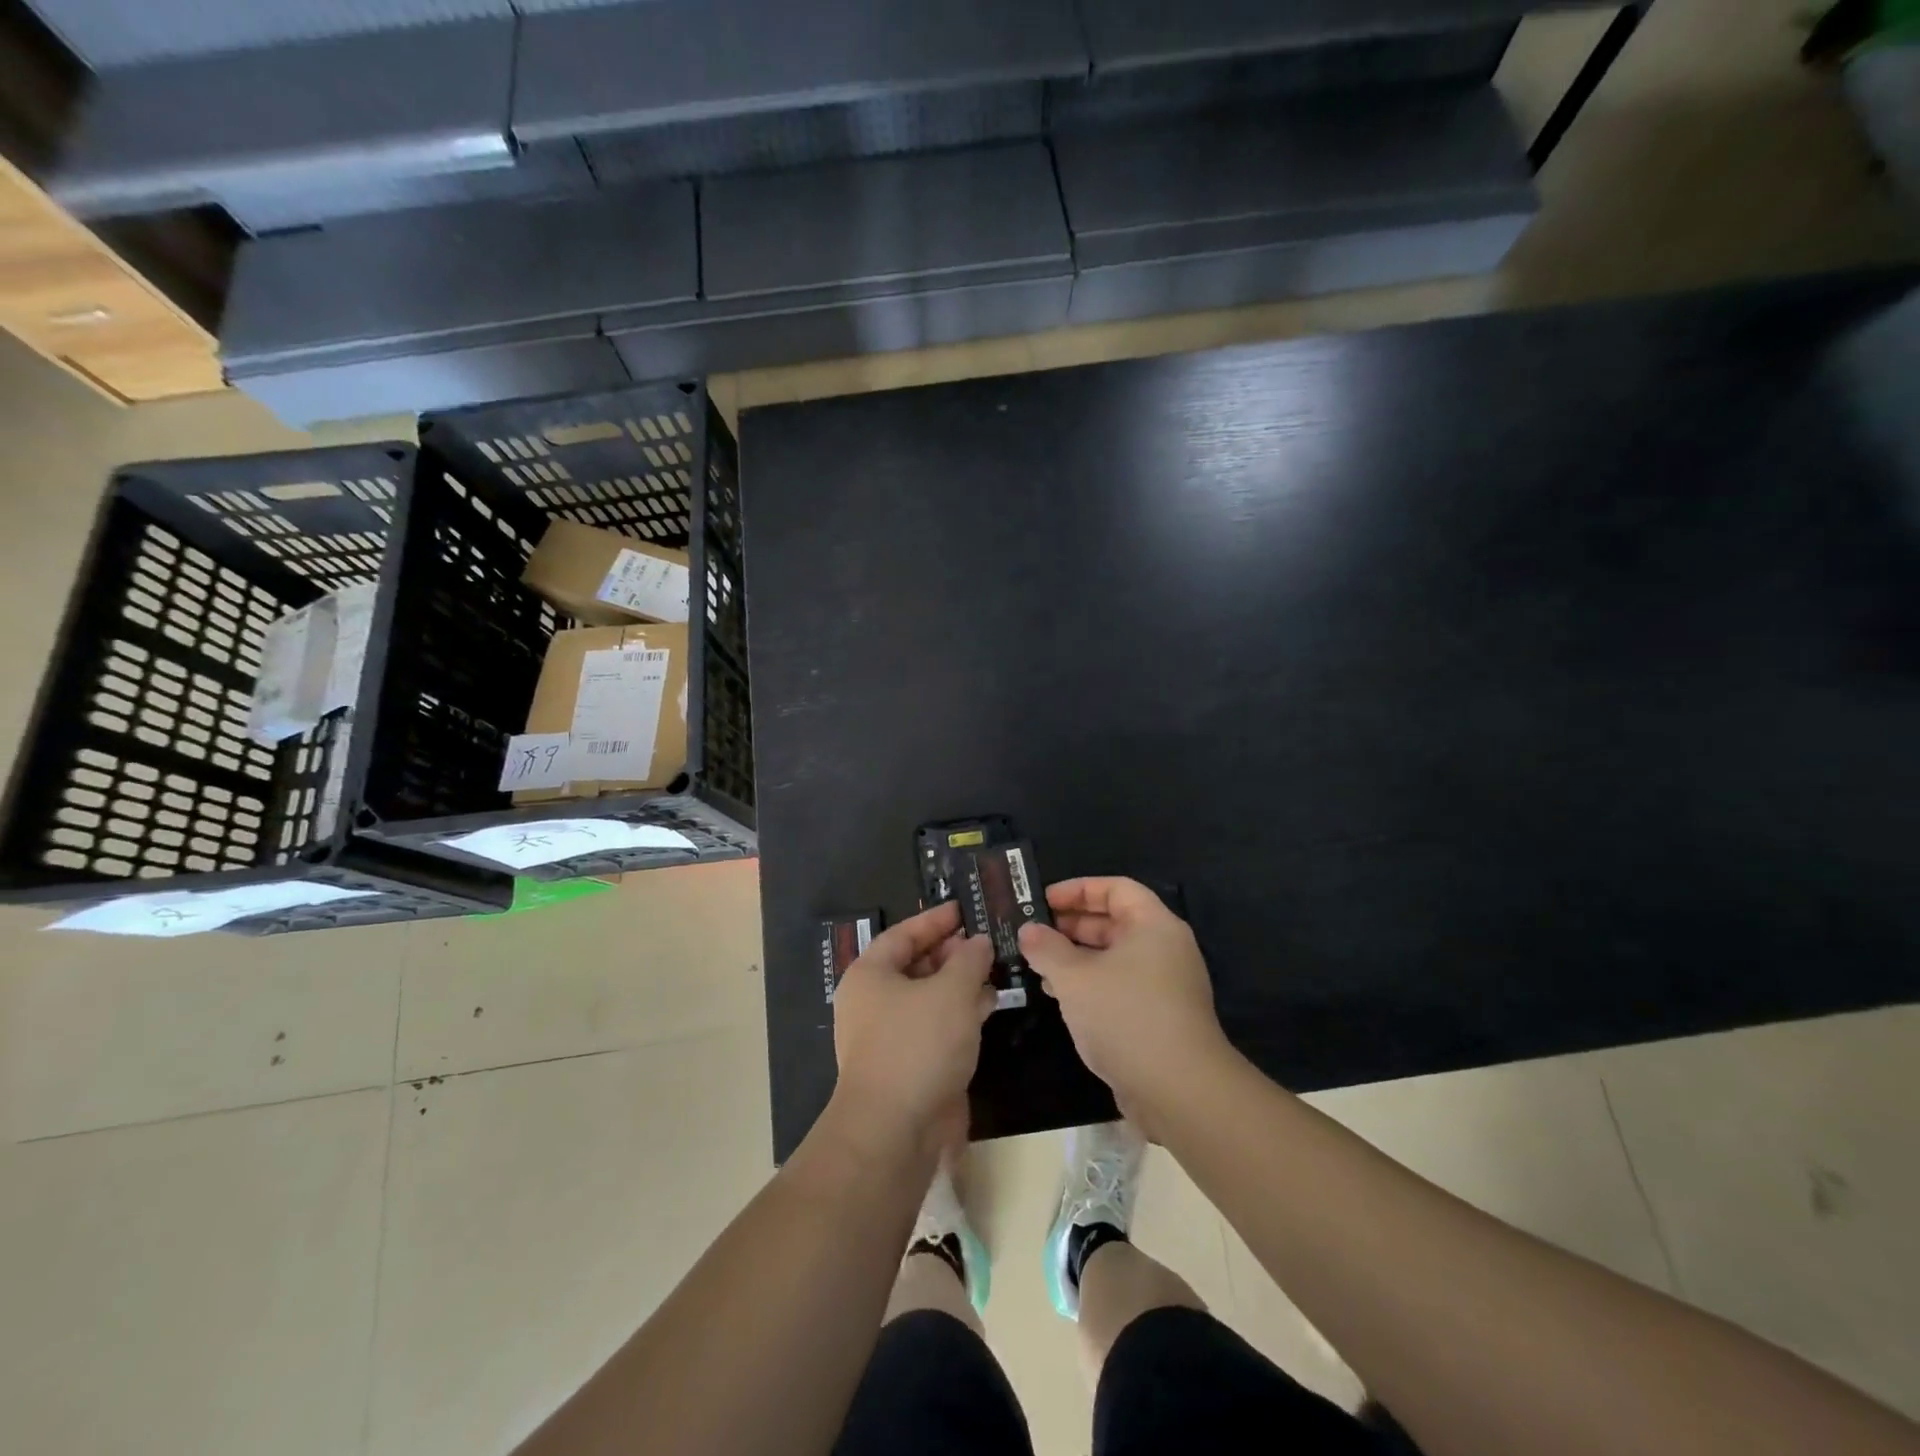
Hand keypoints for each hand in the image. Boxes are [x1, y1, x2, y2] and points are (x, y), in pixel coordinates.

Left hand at [831, 901, 994, 1153]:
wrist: (895, 1131)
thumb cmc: (918, 1045)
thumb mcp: (952, 991)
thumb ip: (969, 960)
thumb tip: (979, 943)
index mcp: (870, 975)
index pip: (903, 934)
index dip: (935, 920)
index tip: (964, 909)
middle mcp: (872, 1002)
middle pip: (914, 965)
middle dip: (951, 953)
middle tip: (986, 943)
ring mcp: (888, 1037)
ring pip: (927, 998)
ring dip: (959, 984)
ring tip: (995, 970)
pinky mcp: (906, 1065)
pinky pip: (934, 1027)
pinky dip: (959, 1014)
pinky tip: (988, 1007)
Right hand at [1017, 878, 1232, 1125]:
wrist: (1179, 1090)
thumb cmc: (1126, 1016)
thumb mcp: (1075, 977)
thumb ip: (1047, 948)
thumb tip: (1028, 930)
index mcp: (1153, 925)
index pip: (1116, 888)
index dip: (1078, 889)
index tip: (1043, 900)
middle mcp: (1165, 948)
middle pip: (1115, 921)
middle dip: (1072, 924)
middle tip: (1033, 931)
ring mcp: (1165, 984)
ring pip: (1114, 956)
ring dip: (1076, 956)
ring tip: (1037, 963)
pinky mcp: (1159, 1016)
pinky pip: (1119, 985)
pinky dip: (1090, 983)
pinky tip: (1059, 995)